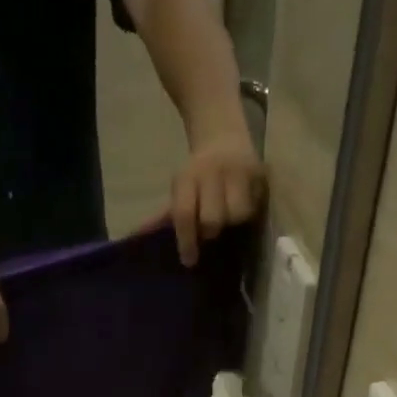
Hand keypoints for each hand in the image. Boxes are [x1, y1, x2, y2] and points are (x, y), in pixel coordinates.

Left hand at [170, 128, 262, 265]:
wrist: (224, 135)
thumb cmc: (197, 173)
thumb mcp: (180, 188)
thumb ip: (163, 215)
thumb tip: (137, 236)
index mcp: (188, 176)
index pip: (184, 214)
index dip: (186, 241)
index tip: (189, 261)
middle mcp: (213, 171)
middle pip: (212, 219)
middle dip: (210, 230)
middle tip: (210, 230)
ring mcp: (238, 170)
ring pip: (238, 215)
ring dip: (232, 223)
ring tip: (228, 217)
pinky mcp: (259, 173)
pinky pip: (255, 207)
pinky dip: (248, 213)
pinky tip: (243, 208)